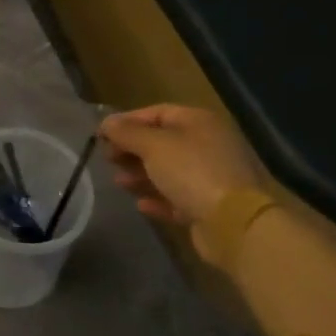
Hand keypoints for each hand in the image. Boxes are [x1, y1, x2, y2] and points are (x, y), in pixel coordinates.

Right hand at [100, 104, 262, 255]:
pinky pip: (177, 198)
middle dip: (132, 150)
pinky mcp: (209, 206)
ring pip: (168, 171)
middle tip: (108, 159)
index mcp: (199, 122)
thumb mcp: (153, 145)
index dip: (127, 121)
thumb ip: (126, 132)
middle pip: (161, 142)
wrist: (234, 223)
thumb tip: (106, 122)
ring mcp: (211, 177)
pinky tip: (140, 204)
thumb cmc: (191, 172)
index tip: (101, 135)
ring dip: (141, 175)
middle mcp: (207, 145)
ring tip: (119, 182)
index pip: (156, 112)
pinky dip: (158, 198)